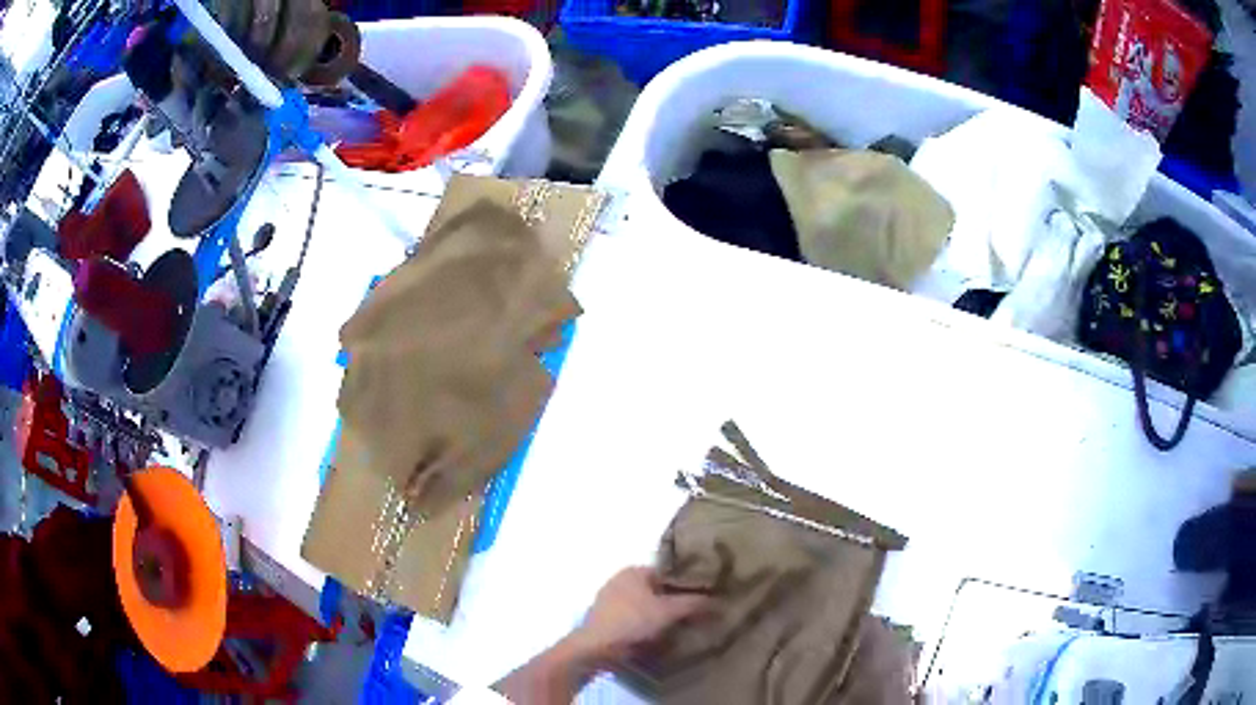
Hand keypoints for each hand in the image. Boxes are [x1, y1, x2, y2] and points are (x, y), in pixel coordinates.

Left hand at [568, 566, 708, 663]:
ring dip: (660, 617)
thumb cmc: (632, 621)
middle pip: (657, 591)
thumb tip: (720, 602)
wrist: (595, 648)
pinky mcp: (605, 620)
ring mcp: (609, 601)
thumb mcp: (669, 611)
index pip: (669, 573)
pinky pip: (634, 619)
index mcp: (633, 570)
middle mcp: (619, 580)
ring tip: (680, 629)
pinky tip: (658, 639)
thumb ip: (694, 604)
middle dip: (674, 602)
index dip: (688, 586)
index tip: (704, 599)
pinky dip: (646, 626)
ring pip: (645, 606)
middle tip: (695, 616)